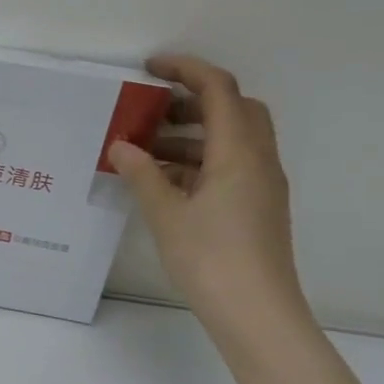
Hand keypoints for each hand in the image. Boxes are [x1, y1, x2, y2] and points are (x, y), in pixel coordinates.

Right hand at [108, 55, 308, 334]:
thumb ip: (142, 174)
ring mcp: (262, 185)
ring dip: (192, 133)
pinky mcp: (258, 207)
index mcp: (239, 153)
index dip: (185, 68)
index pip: (218, 89)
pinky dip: (199, 160)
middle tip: (152, 110)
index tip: (149, 68)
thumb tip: (121, 145)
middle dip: (192, 99)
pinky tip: (164, 182)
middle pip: (234, 108)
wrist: (258, 316)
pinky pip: (231, 165)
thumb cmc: (211, 259)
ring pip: (232, 138)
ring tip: (146, 149)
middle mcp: (259, 161)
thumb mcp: (166, 214)